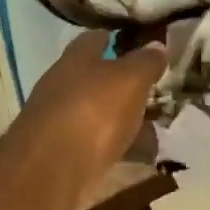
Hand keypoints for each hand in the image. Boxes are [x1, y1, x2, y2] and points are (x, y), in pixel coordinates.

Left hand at [13, 31, 167, 186]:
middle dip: (121, 84)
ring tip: (153, 126)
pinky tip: (138, 155)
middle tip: (154, 90)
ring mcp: (59, 123)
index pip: (94, 40)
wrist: (52, 169)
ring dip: (121, 119)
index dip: (116, 39)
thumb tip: (157, 45)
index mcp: (75, 60)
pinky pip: (97, 146)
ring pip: (97, 114)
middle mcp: (62, 87)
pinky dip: (116, 147)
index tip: (139, 44)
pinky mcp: (63, 156)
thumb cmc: (93, 111)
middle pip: (94, 79)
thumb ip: (145, 63)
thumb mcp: (129, 80)